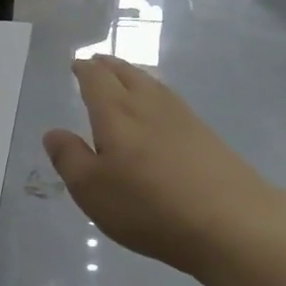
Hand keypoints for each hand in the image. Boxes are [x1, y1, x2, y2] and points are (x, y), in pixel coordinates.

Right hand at [43, 55, 285, 275]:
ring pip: (152, 84)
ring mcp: (182, 118)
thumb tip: (53, 132)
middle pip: (126, 74)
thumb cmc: (149, 206)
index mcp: (116, 113)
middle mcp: (148, 105)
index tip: (76, 64)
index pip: (96, 79)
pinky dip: (156, 94)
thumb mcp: (92, 189)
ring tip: (124, 77)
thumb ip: (69, 158)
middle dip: (108, 66)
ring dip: (133, 76)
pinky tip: (159, 108)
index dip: (84, 70)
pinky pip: (171, 101)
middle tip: (96, 62)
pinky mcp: (206, 135)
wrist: (231, 222)